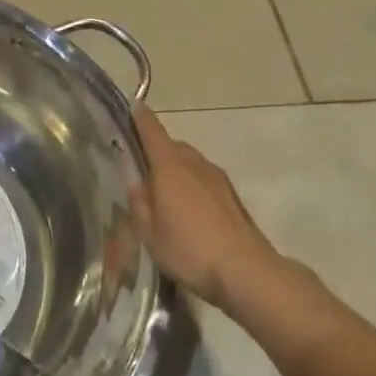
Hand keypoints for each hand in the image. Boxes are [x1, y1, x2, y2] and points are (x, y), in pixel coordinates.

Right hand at [129, 107, 298, 314]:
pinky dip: (189, 183)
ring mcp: (217, 178)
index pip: (151, 129)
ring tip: (159, 194)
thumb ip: (138, 198)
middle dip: (153, 150)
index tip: (129, 105)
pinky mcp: (231, 195)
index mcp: (170, 166)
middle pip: (170, 145)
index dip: (139, 116)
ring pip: (188, 162)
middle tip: (136, 170)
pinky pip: (202, 178)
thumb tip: (132, 174)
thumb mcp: (148, 230)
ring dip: (173, 169)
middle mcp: (195, 163)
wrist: (246, 270)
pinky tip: (184, 210)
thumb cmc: (189, 249)